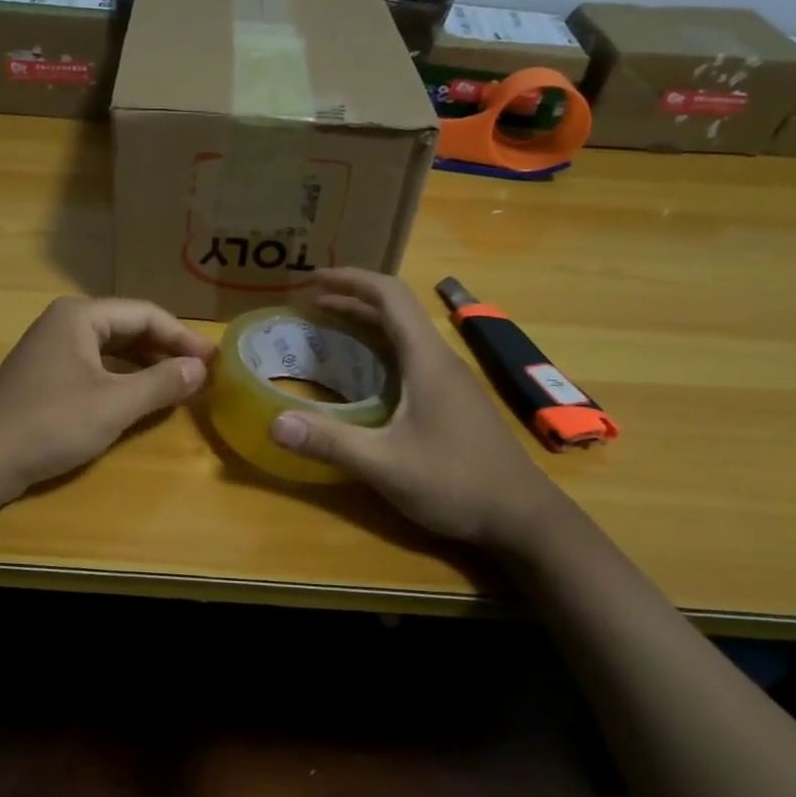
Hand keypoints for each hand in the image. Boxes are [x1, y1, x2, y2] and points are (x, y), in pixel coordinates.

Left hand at [0, 296, 215, 503]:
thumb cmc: (51, 424)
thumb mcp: (114, 404)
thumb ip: (161, 383)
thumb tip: (200, 369)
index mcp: (80, 316)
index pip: (146, 314)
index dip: (183, 337)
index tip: (214, 361)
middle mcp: (65, 323)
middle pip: (129, 328)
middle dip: (166, 350)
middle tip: (202, 374)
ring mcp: (53, 349)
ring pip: (113, 350)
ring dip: (147, 366)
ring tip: (179, 386)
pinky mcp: (47, 376)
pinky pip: (96, 368)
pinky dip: (123, 380)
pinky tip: (141, 398)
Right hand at [266, 269, 567, 549]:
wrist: (522, 517)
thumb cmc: (456, 482)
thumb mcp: (385, 465)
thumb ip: (330, 442)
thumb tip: (274, 423)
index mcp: (427, 359)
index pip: (389, 295)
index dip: (349, 279)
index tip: (310, 279)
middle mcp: (439, 359)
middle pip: (394, 310)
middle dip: (349, 298)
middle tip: (305, 303)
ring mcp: (449, 380)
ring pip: (402, 334)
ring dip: (363, 322)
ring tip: (323, 328)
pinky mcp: (451, 400)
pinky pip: (408, 357)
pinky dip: (376, 349)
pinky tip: (358, 373)